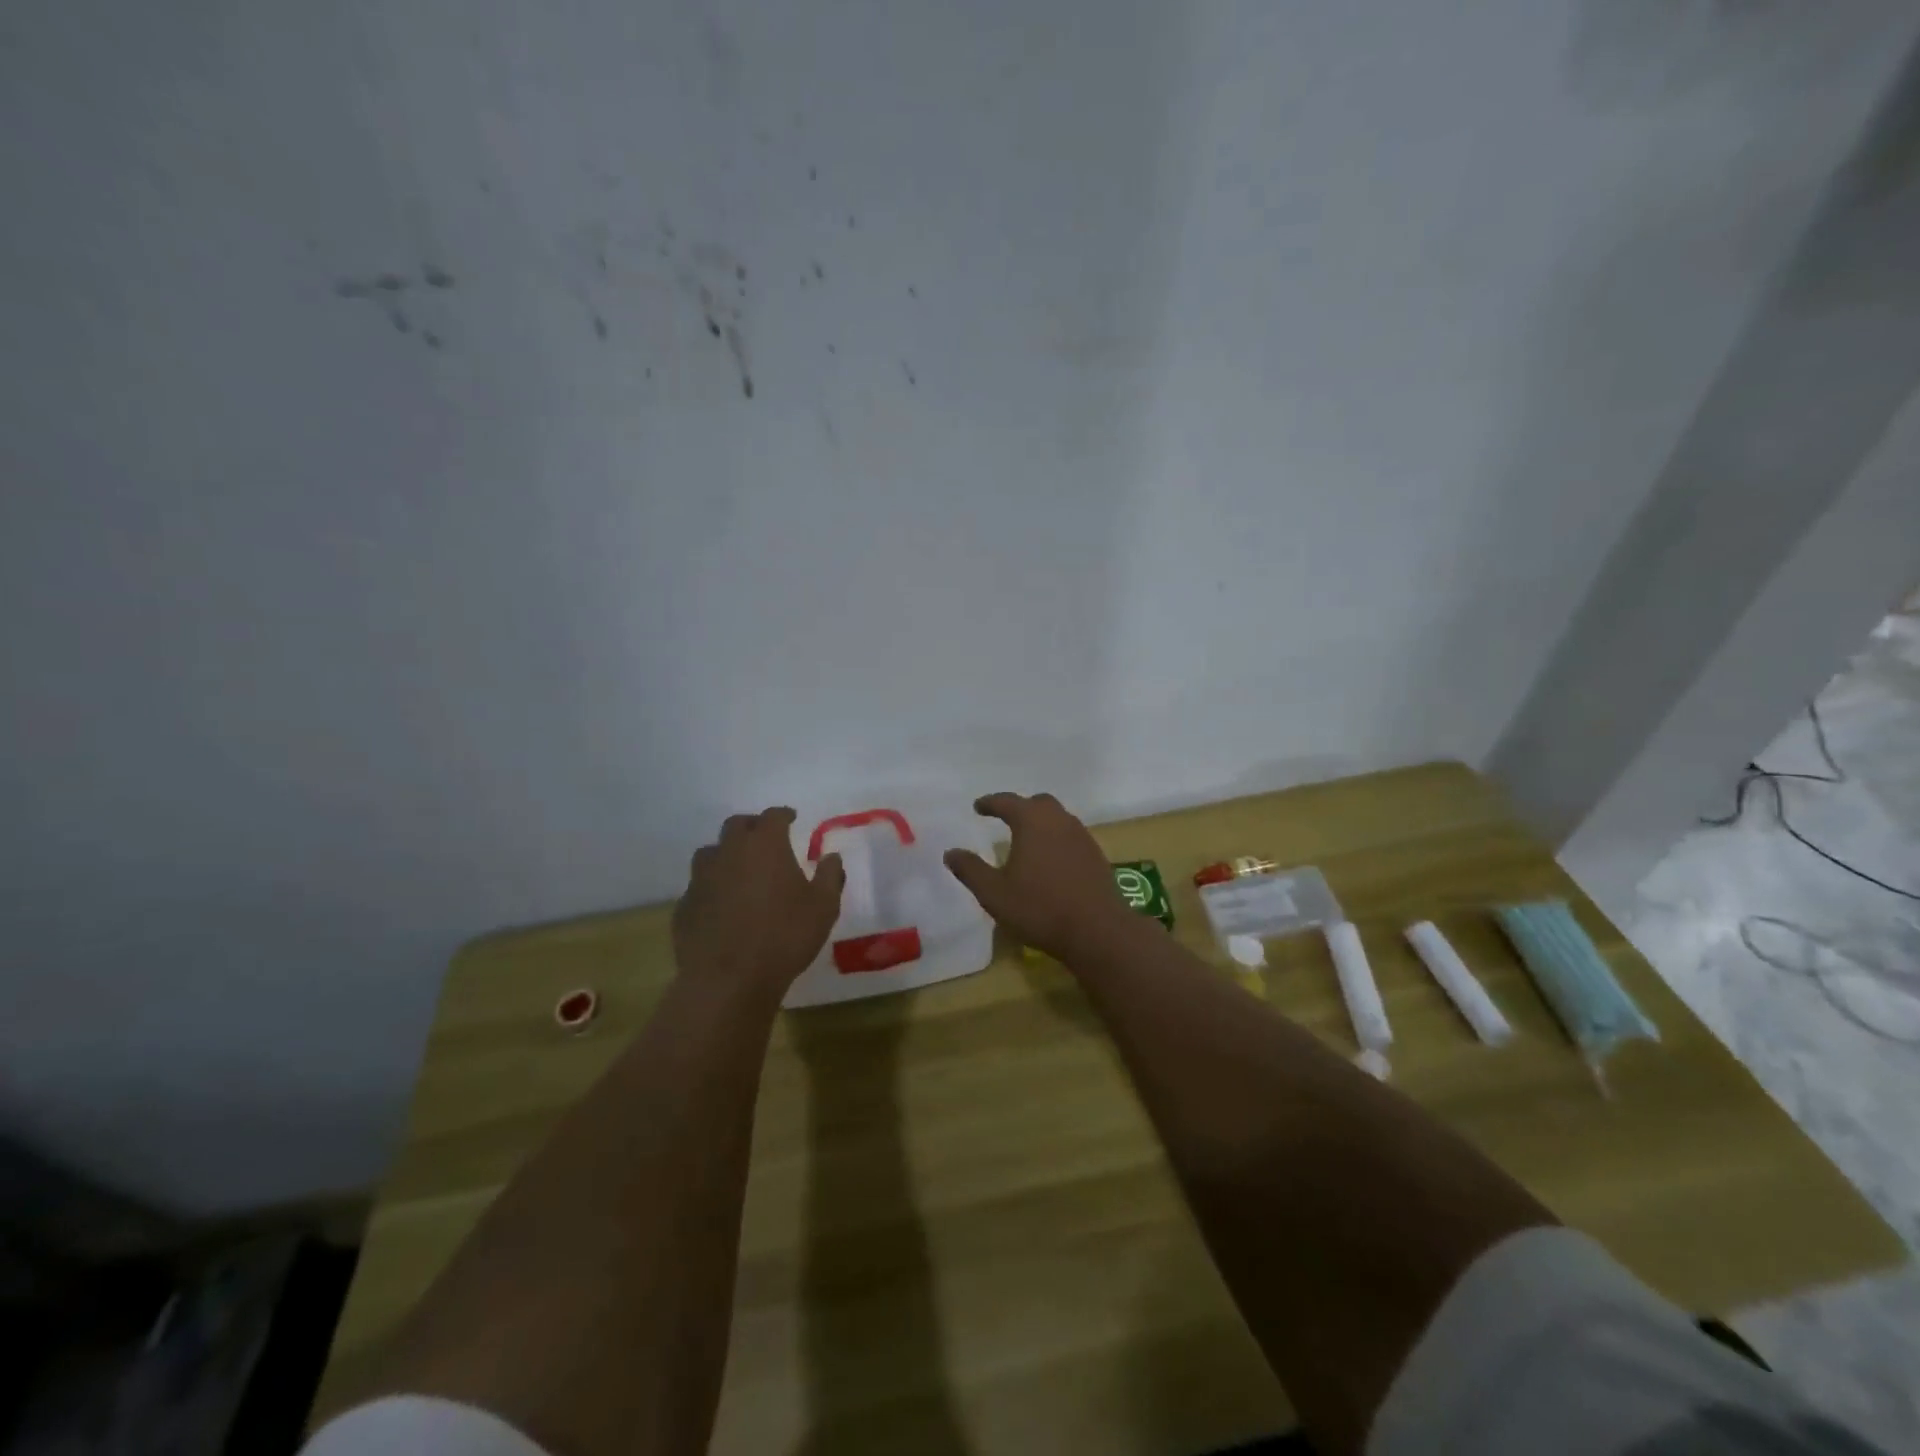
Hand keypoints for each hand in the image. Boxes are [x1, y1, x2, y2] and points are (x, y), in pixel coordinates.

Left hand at [674, 808, 845, 991]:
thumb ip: (829, 876)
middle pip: (736, 825)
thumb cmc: (784, 936)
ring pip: (710, 853)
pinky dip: (711, 887)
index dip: (783, 815)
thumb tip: (831, 856)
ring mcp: (701, 878)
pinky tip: (721, 905)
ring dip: (725, 854)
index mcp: (765, 845)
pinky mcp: (684, 906)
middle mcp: (729, 852)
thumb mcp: (823, 907)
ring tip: (738, 869)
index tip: (791, 818)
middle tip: (764, 838)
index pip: (773, 816)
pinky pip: (698, 887)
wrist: (729, 979)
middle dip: (752, 827)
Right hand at [944, 793, 1132, 961]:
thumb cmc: (1039, 908)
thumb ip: (971, 870)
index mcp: (1032, 821)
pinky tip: (1050, 861)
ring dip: (1041, 823)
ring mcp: (1082, 837)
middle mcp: (1059, 820)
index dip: (990, 803)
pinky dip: (1056, 839)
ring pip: (1058, 818)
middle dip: (1020, 807)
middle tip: (1005, 818)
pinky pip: (1071, 836)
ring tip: (1027, 840)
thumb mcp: (994, 893)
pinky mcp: (1096, 856)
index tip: (978, 807)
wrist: (1097, 930)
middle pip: (1038, 803)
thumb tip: (951, 852)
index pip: (1007, 801)